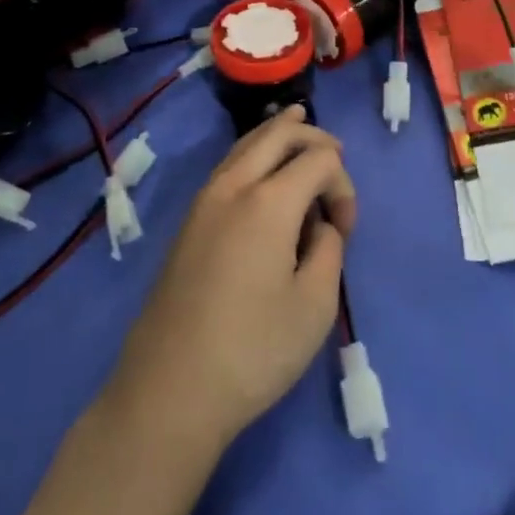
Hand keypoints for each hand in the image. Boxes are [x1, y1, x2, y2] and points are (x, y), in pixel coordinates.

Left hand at [103, 107, 356, 455]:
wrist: (170, 389)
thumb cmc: (253, 350)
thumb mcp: (315, 305)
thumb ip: (329, 249)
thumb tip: (319, 227)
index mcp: (269, 201)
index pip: (320, 160)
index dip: (343, 186)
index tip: (344, 232)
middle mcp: (233, 186)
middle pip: (277, 133)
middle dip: (311, 135)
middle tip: (336, 151)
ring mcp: (204, 200)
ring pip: (246, 143)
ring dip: (277, 134)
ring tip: (299, 125)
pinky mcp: (189, 222)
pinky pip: (229, 165)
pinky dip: (253, 152)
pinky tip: (262, 166)